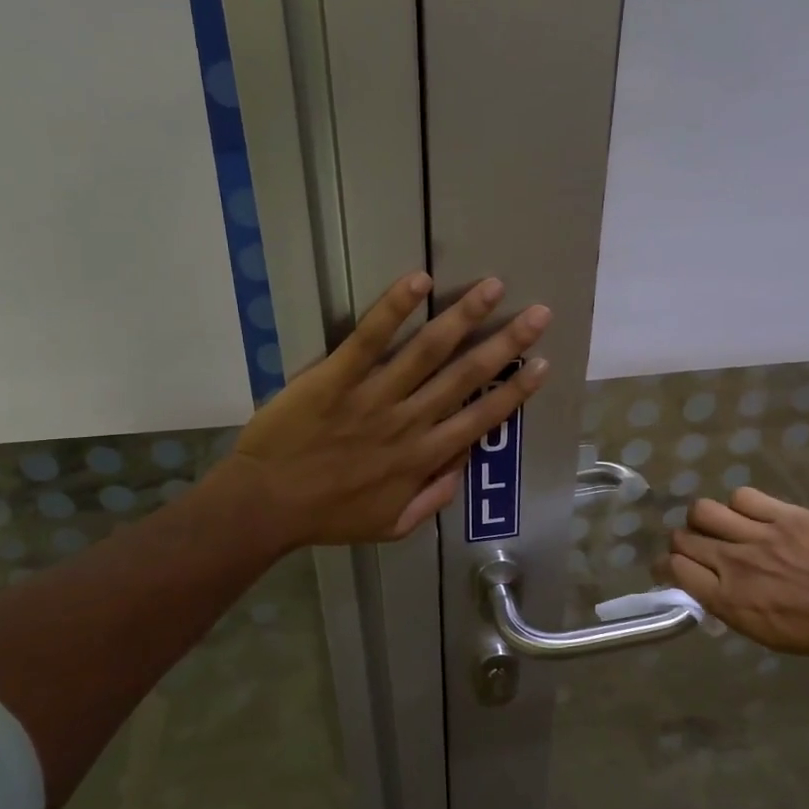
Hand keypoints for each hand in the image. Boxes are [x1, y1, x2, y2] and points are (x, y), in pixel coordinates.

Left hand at [227, 272, 549, 547]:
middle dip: (506, 343)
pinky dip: (393, 309)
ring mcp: (373, 397)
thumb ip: (431, 499)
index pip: (481, 418)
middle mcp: (409, 422)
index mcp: (423, 458)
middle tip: (538, 314)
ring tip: (493, 287)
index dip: (515, 391)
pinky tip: (418, 281)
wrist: (265, 506)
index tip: (542, 365)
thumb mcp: (391, 526)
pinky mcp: (335, 378)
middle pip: (466, 376)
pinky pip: (369, 339)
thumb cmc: (328, 517)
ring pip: (427, 352)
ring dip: (464, 317)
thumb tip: (461, 466)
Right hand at [664, 488, 808, 661]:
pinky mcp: (784, 514)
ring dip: (704, 520)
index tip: (670, 567)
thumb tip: (707, 589)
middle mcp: (734, 563)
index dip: (666, 566)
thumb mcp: (765, 635)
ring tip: (720, 526)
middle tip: (696, 548)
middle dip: (681, 543)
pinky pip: (743, 497)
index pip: (674, 569)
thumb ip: (729, 607)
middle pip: (682, 538)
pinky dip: (739, 505)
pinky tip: (751, 515)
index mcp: (728, 599)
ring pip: (703, 511)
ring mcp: (759, 535)